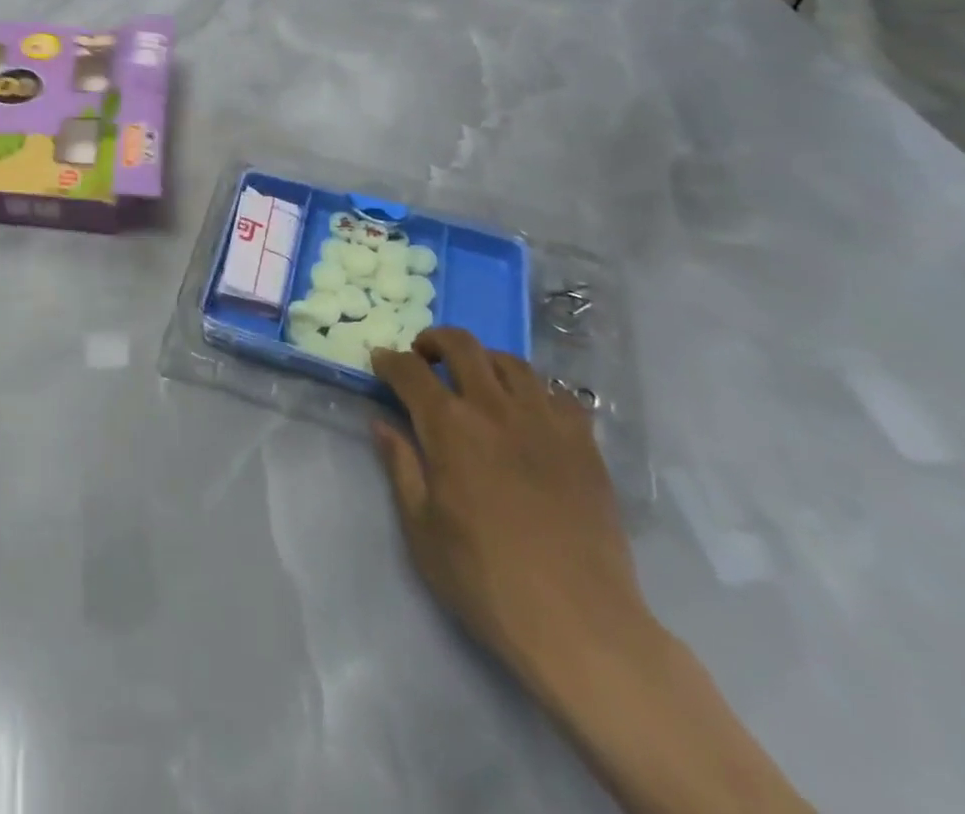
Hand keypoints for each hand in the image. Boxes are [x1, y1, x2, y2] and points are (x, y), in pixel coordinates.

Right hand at [370, 330, 647, 693]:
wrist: (580, 624)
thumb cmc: (485, 578)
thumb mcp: (421, 528)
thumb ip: (400, 466)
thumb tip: (381, 423)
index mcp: (449, 426)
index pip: (410, 371)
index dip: (390, 361)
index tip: (380, 362)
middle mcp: (495, 408)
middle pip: (462, 346)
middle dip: (434, 341)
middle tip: (424, 357)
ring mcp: (545, 422)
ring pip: (511, 362)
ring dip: (483, 360)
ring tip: (475, 380)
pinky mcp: (584, 445)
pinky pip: (557, 394)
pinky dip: (534, 390)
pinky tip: (527, 413)